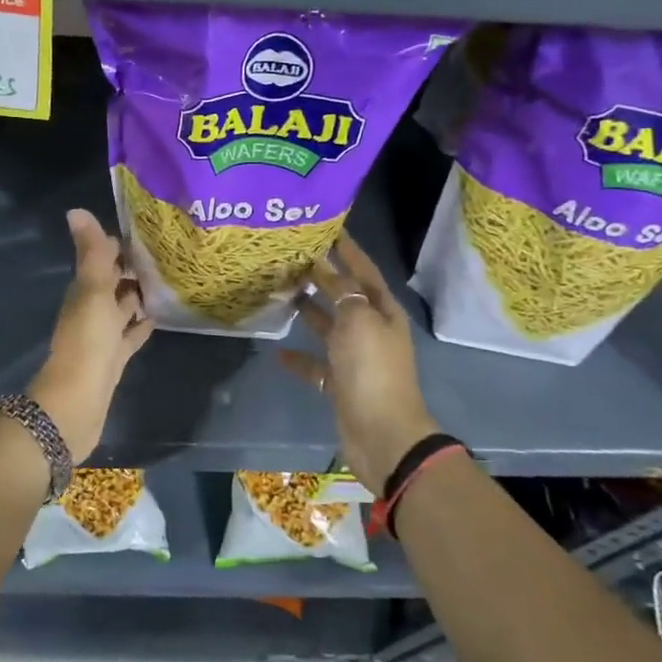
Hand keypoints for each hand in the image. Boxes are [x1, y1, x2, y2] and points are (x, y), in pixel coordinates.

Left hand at [30, 209, 153, 463]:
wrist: (77, 403)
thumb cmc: (87, 342)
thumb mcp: (92, 291)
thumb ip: (91, 254)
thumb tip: (76, 210)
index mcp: (84, 291)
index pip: (103, 258)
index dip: (120, 243)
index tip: (148, 228)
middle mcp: (92, 309)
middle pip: (114, 282)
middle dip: (134, 267)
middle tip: (168, 251)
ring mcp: (103, 335)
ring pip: (124, 307)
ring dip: (140, 294)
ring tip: (171, 279)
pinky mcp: (115, 358)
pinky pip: (131, 334)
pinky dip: (142, 323)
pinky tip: (161, 316)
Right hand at [279, 233, 440, 489]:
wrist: (381, 432)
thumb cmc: (372, 369)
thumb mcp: (359, 321)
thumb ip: (342, 293)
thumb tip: (327, 271)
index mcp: (383, 312)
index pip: (364, 271)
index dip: (349, 250)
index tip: (328, 228)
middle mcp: (371, 330)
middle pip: (345, 296)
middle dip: (324, 277)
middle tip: (294, 256)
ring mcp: (356, 359)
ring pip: (330, 327)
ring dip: (310, 311)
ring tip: (283, 292)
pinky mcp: (341, 384)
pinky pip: (317, 365)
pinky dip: (299, 358)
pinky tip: (278, 352)